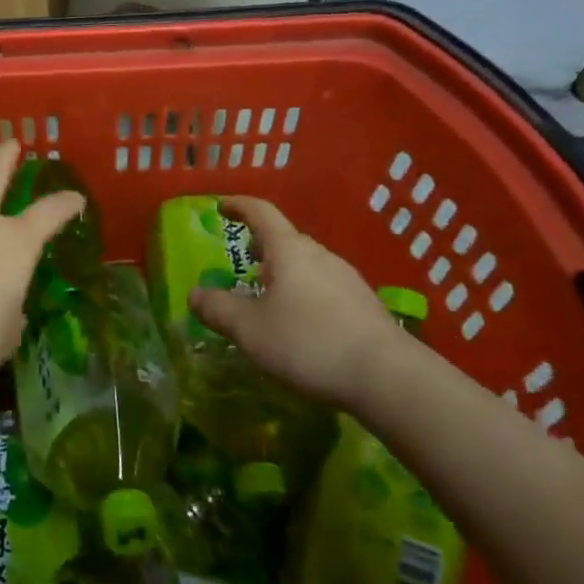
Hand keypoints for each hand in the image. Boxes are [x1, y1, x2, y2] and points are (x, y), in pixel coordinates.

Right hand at [188, 196, 402, 406]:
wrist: (388, 377)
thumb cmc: (309, 343)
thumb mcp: (250, 330)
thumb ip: (217, 309)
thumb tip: (194, 294)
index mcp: (288, 250)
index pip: (260, 213)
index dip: (238, 206)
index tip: (221, 207)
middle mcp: (319, 255)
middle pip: (285, 239)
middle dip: (261, 247)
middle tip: (242, 263)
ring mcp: (346, 279)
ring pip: (306, 264)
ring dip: (283, 272)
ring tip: (268, 298)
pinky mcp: (363, 305)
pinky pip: (324, 287)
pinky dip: (303, 293)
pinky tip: (300, 324)